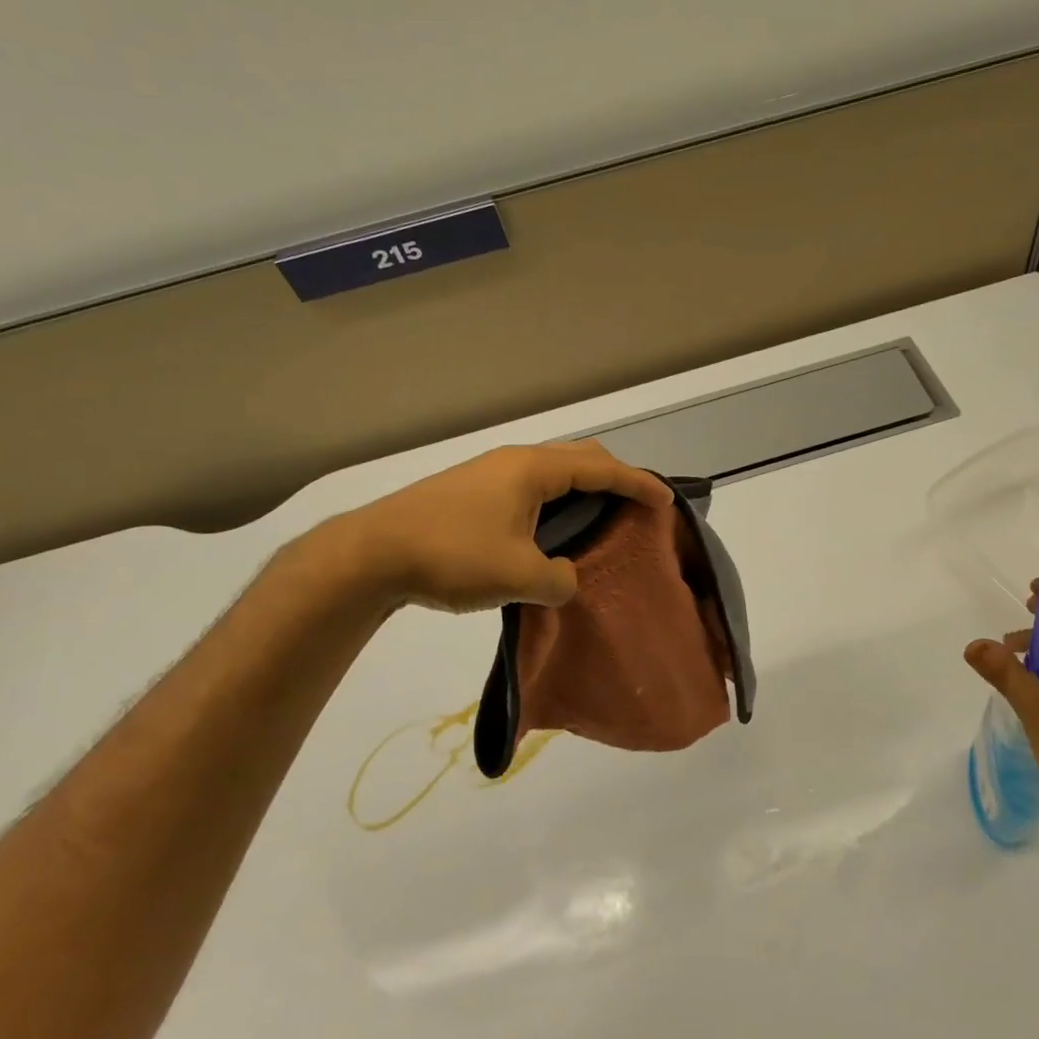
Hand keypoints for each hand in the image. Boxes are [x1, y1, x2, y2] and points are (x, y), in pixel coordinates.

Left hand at [326, 441, 672, 613]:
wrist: (371, 554)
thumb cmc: (452, 555)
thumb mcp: (519, 576)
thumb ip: (560, 579)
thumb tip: (565, 577)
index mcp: (533, 470)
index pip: (601, 469)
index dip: (639, 484)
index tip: (666, 501)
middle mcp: (515, 462)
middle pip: (579, 459)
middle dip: (614, 478)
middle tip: (636, 506)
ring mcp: (489, 474)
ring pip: (552, 473)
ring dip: (582, 492)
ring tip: (599, 521)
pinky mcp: (471, 492)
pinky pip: (530, 488)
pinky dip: (555, 503)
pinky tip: (551, 533)